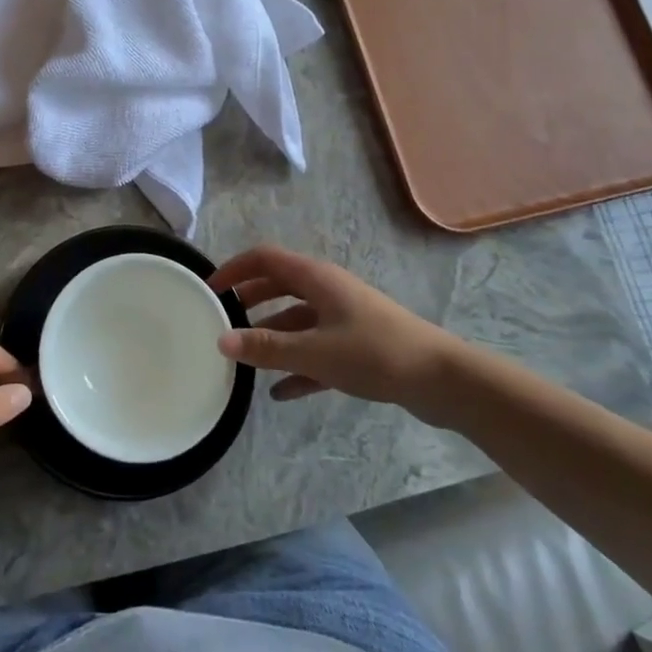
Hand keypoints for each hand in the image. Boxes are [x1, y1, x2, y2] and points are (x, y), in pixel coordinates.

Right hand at [210, 246, 472, 423]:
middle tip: (222, 320)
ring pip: (297, 319)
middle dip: (250, 300)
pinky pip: (317, 349)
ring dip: (272, 335)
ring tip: (245, 358)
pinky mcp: (357, 344)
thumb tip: (221, 340)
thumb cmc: (374, 353)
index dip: (235, 268)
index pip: (265, 258)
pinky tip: (281, 393)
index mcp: (316, 278)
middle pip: (279, 286)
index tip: (209, 289)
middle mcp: (327, 290)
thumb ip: (267, 347)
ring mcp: (344, 316)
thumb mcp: (314, 351)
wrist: (441, 378)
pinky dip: (297, 365)